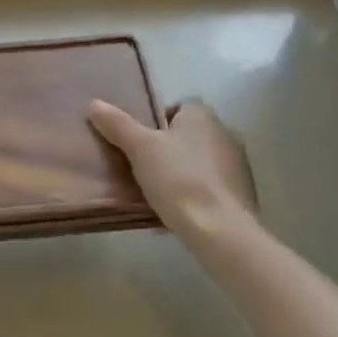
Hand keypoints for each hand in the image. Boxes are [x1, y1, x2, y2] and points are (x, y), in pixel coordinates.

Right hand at [88, 99, 255, 239]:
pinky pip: (212, 188)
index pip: (177, 107)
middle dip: (168, 148)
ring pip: (200, 162)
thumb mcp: (140, 148)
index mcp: (202, 116)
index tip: (139, 142)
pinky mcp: (243, 195)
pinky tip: (178, 213)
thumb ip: (117, 124)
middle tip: (143, 167)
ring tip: (157, 193)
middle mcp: (225, 133)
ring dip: (183, 172)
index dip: (156, 121)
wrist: (221, 231)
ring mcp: (238, 166)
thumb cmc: (179, 180)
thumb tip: (94, 104)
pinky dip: (196, 195)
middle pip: (188, 135)